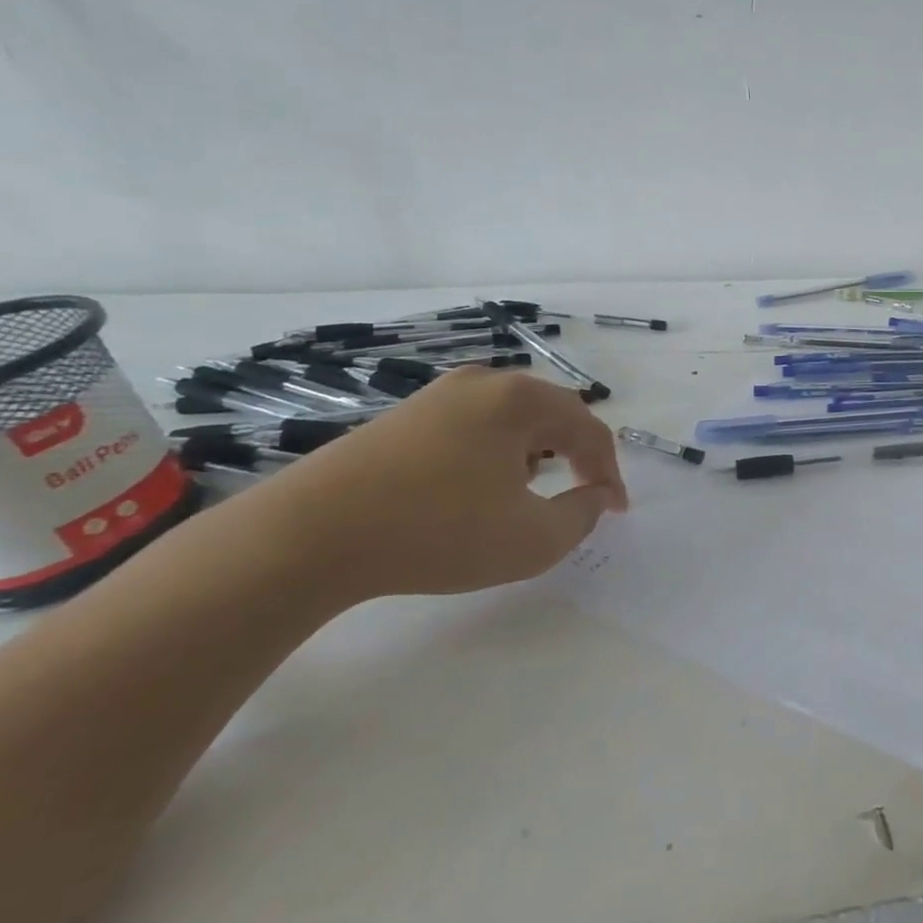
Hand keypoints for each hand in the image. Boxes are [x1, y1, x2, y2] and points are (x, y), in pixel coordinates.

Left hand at [229, 367, 627, 605]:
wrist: (307, 536)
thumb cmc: (437, 533)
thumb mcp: (533, 540)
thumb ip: (583, 516)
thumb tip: (594, 496)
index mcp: (522, 400)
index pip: (590, 430)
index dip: (611, 472)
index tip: (616, 510)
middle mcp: (485, 382)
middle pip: (555, 413)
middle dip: (577, 453)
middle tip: (585, 492)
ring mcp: (439, 394)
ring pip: (514, 416)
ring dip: (538, 449)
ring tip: (535, 489)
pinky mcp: (405, 415)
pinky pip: (476, 423)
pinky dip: (497, 450)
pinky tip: (481, 485)